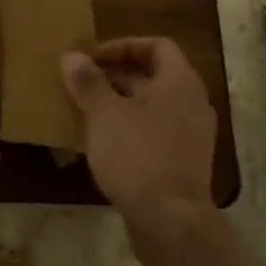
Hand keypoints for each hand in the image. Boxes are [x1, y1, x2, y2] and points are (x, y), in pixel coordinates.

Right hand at [62, 37, 216, 242]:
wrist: (171, 220)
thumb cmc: (137, 154)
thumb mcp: (104, 114)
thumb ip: (88, 82)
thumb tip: (72, 56)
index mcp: (180, 82)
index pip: (157, 46)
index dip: (123, 46)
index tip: (92, 58)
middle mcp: (193, 103)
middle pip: (153, 76)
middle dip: (116, 76)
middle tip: (82, 83)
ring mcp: (191, 135)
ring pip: (152, 106)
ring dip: (120, 104)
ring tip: (86, 111)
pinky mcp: (184, 162)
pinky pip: (155, 132)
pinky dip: (130, 129)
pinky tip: (101, 143)